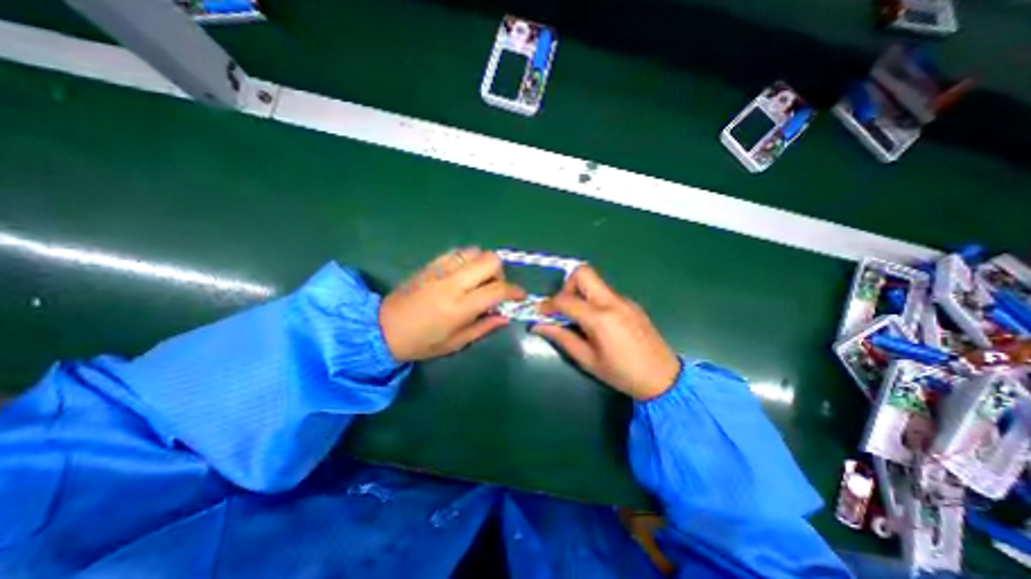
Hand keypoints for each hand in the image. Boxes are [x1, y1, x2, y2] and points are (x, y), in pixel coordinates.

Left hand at [379, 246, 523, 361]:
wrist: (382, 328)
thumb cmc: (421, 342)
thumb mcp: (456, 343)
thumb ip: (484, 327)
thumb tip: (505, 316)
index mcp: (459, 307)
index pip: (497, 289)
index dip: (515, 291)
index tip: (520, 296)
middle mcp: (452, 283)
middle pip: (490, 260)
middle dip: (500, 273)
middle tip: (494, 288)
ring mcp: (440, 269)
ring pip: (475, 251)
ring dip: (483, 264)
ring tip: (477, 281)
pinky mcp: (431, 264)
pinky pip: (457, 252)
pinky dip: (467, 260)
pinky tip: (462, 274)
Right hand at [531, 266, 683, 397]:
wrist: (663, 378)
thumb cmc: (622, 373)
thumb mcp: (587, 360)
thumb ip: (562, 338)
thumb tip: (538, 326)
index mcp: (600, 318)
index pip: (565, 299)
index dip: (548, 305)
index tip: (541, 313)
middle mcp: (612, 301)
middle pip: (583, 273)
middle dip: (566, 286)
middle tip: (563, 309)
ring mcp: (624, 300)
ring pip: (595, 282)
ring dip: (580, 293)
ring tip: (580, 319)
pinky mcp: (631, 304)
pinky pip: (606, 293)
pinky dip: (594, 300)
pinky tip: (599, 323)